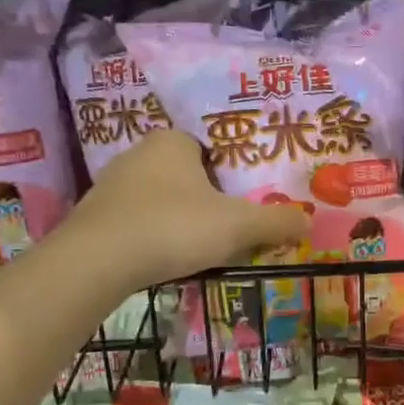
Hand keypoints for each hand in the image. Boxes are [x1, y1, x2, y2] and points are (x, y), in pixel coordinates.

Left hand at [67, 131, 309, 285]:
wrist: (96, 263)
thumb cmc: (174, 227)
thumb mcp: (238, 226)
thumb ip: (276, 221)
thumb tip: (309, 222)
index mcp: (172, 142)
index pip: (210, 146)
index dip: (231, 171)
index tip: (246, 198)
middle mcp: (138, 154)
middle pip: (186, 174)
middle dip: (208, 197)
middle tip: (231, 224)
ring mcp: (111, 185)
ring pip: (161, 198)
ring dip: (180, 218)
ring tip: (201, 246)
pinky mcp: (94, 217)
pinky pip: (137, 221)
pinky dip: (154, 236)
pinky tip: (165, 258)